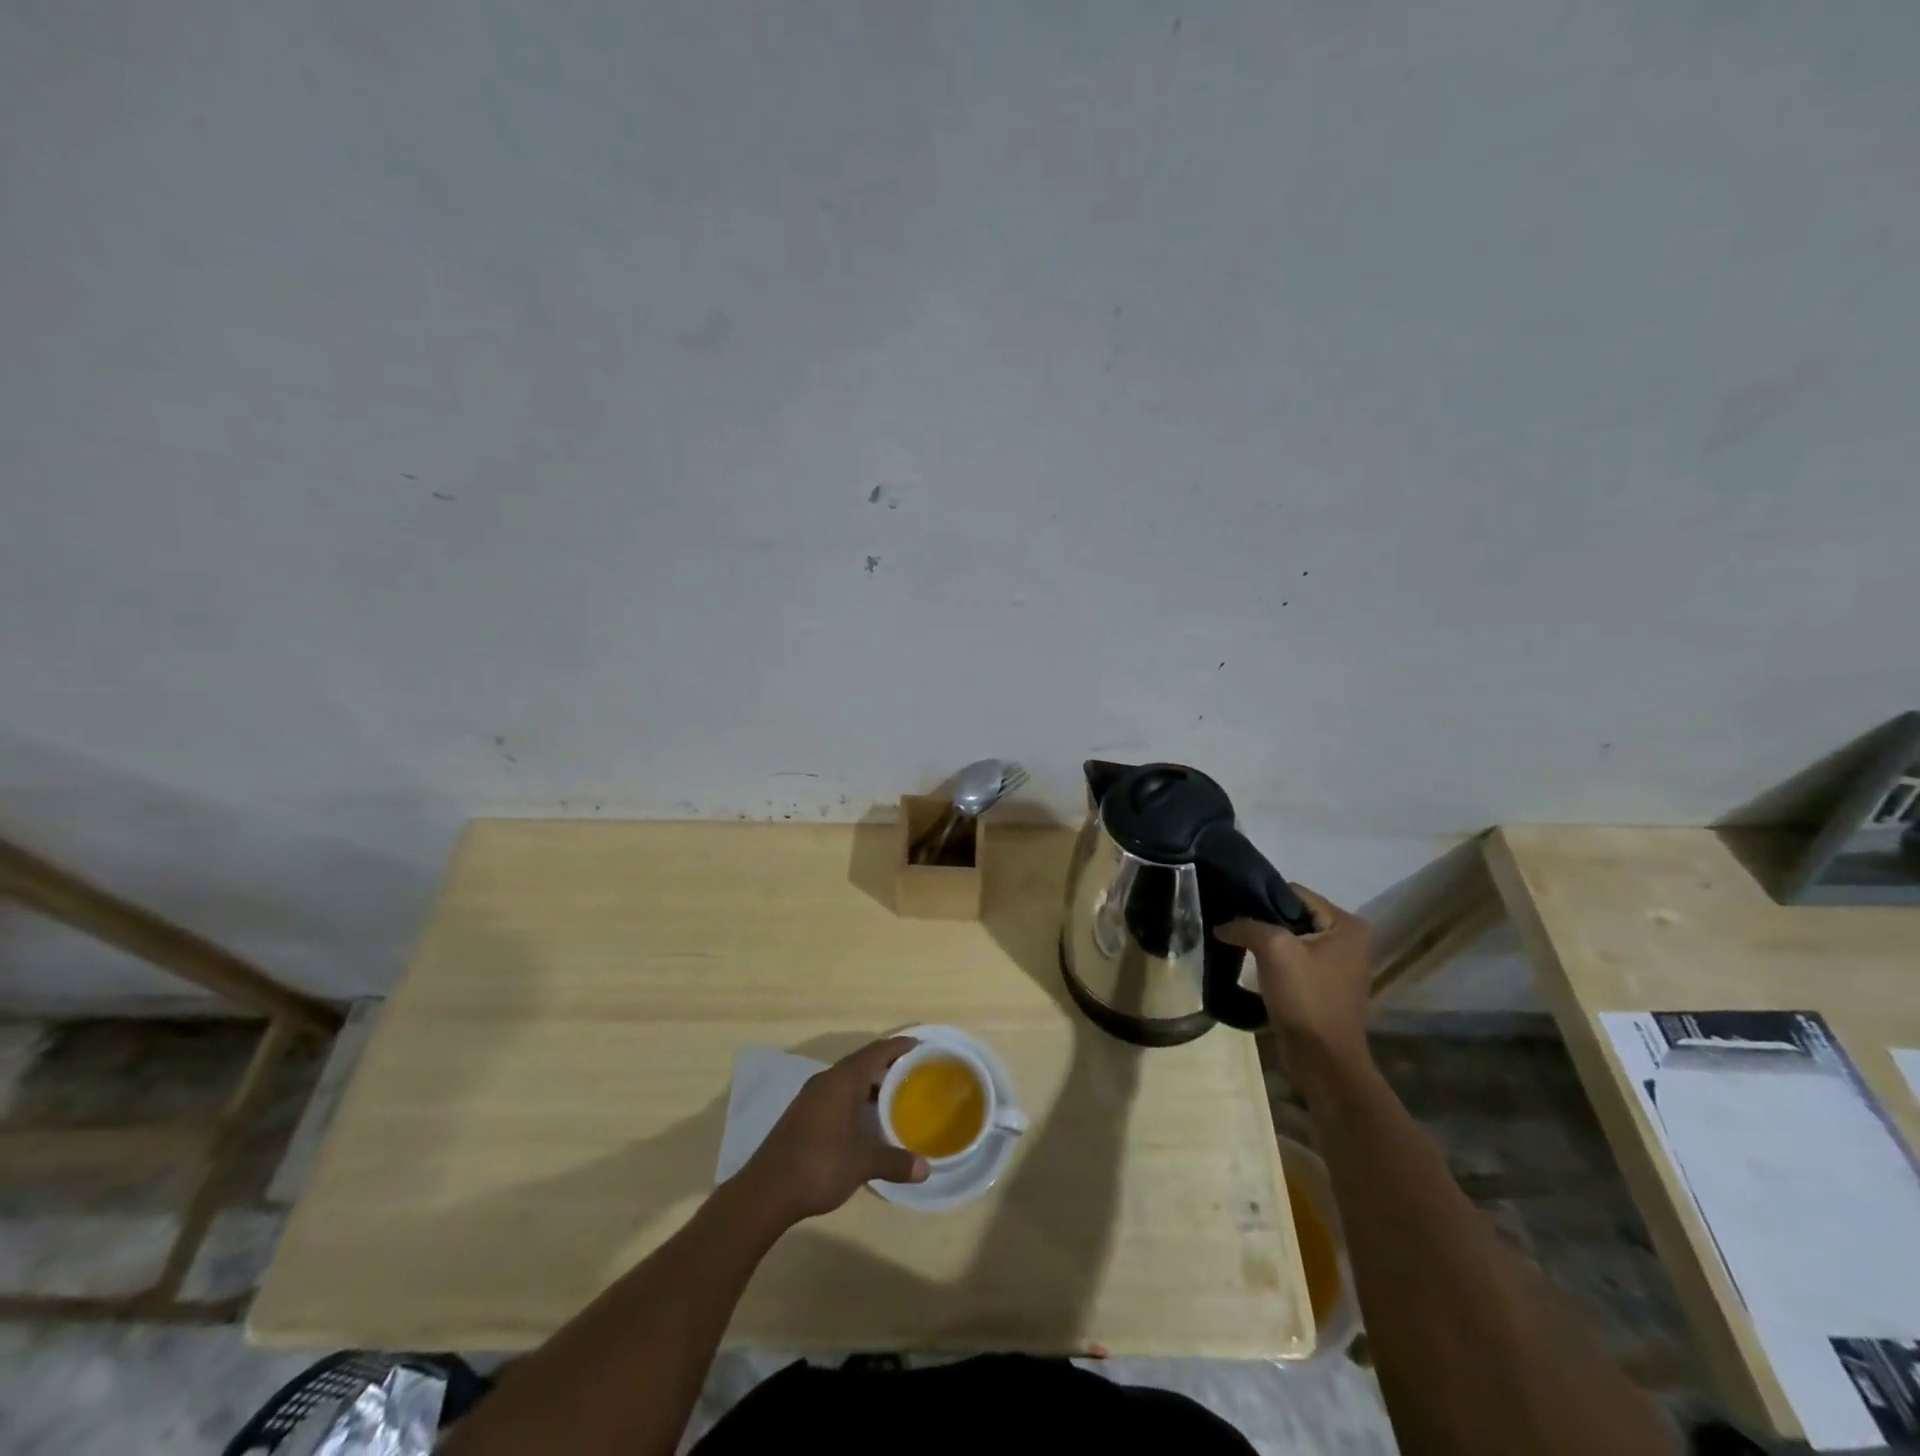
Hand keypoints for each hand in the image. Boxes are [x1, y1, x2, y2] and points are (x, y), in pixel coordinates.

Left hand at [735, 1036, 928, 1223]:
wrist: (766, 1191)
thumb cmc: (819, 1166)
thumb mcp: (862, 1164)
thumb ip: (895, 1162)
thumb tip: (926, 1169)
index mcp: (842, 1080)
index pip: (876, 1051)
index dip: (898, 1046)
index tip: (920, 1046)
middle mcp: (826, 1080)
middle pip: (862, 1061)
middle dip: (887, 1064)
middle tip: (913, 1072)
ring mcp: (811, 1097)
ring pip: (847, 1079)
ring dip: (870, 1083)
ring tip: (894, 1095)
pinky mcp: (803, 1114)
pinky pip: (836, 1093)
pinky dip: (855, 1097)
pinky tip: (865, 1119)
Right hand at [1215, 885, 1372, 1062]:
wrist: (1322, 1060)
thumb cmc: (1306, 998)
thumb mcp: (1274, 950)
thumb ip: (1246, 925)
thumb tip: (1222, 925)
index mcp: (1347, 925)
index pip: (1295, 893)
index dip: (1262, 896)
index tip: (1232, 905)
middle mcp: (1348, 940)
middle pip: (1293, 915)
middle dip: (1262, 919)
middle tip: (1229, 923)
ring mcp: (1337, 965)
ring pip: (1290, 939)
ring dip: (1265, 942)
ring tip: (1234, 942)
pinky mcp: (1323, 986)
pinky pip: (1293, 960)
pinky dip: (1272, 961)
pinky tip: (1250, 965)